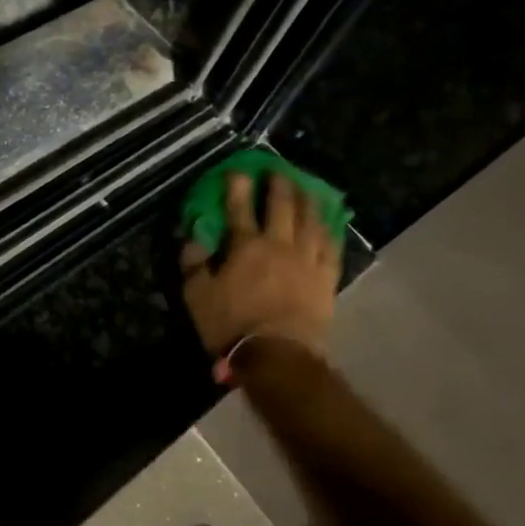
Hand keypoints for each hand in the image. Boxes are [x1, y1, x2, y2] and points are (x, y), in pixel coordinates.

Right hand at [181, 172, 338, 371]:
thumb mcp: (197, 297)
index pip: (239, 207)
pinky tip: (329, 222)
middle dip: (279, 183)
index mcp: (245, 246)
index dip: (237, 185)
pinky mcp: (326, 278)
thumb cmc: (232, 326)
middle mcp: (279, 244)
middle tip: (278, 170)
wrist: (278, 356)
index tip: (237, 169)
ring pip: (311, 220)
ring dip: (308, 199)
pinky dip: (330, 230)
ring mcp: (307, 260)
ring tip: (307, 187)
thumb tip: (192, 238)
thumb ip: (193, 264)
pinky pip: (332, 247)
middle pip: (282, 205)